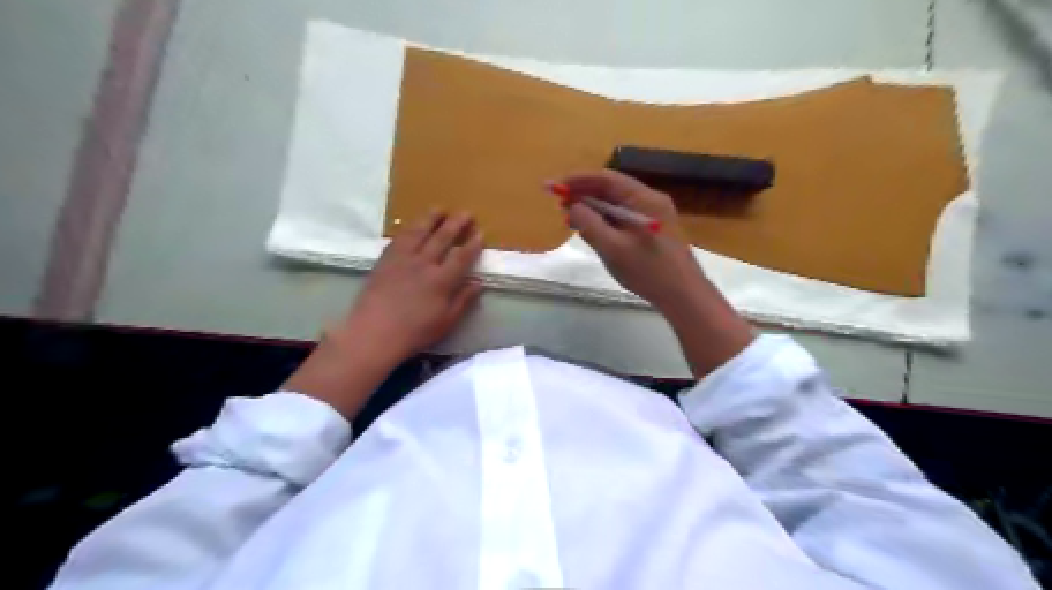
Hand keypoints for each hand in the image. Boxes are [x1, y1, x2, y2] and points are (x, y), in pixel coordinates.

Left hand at [286, 212, 484, 417]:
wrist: (373, 333)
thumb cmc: (414, 332)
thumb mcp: (446, 321)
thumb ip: (463, 300)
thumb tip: (478, 283)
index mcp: (442, 280)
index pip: (461, 256)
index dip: (472, 244)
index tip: (480, 233)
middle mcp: (424, 264)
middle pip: (442, 238)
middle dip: (456, 224)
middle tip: (465, 213)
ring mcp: (402, 259)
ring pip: (419, 232)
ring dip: (431, 219)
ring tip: (440, 209)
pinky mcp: (385, 260)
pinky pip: (399, 239)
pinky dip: (408, 229)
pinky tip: (412, 225)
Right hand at [554, 172, 700, 315]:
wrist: (684, 295)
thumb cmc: (648, 271)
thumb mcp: (612, 248)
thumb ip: (589, 224)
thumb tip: (573, 207)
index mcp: (644, 199)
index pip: (606, 179)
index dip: (577, 180)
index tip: (554, 186)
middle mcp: (650, 200)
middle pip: (612, 188)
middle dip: (583, 193)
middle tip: (558, 203)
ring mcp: (653, 214)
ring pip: (617, 203)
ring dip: (592, 207)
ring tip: (569, 218)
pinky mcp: (652, 229)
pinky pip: (623, 216)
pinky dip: (604, 219)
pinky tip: (591, 229)